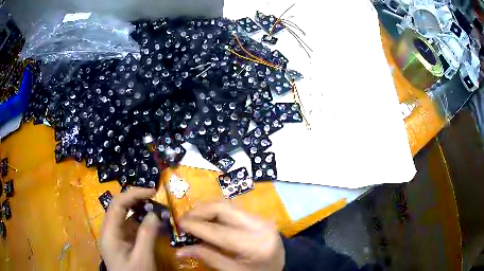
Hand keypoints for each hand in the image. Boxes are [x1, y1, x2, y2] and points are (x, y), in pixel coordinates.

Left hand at [100, 188, 162, 270]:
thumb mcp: (143, 258)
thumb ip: (147, 235)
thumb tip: (154, 213)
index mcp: (109, 233)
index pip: (117, 204)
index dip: (133, 194)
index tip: (152, 191)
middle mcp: (109, 230)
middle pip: (119, 207)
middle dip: (136, 199)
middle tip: (155, 197)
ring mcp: (115, 236)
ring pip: (125, 216)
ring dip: (140, 210)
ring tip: (156, 209)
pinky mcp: (122, 241)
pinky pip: (130, 227)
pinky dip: (142, 223)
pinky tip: (153, 224)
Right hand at [177, 202, 284, 270]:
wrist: (283, 265)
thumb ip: (208, 258)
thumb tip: (180, 251)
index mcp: (254, 244)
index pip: (218, 231)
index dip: (195, 226)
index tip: (179, 224)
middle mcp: (259, 225)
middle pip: (223, 208)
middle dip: (199, 211)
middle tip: (184, 220)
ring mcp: (260, 217)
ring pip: (227, 204)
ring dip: (206, 209)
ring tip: (193, 219)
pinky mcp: (259, 215)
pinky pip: (232, 208)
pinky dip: (216, 211)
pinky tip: (208, 219)